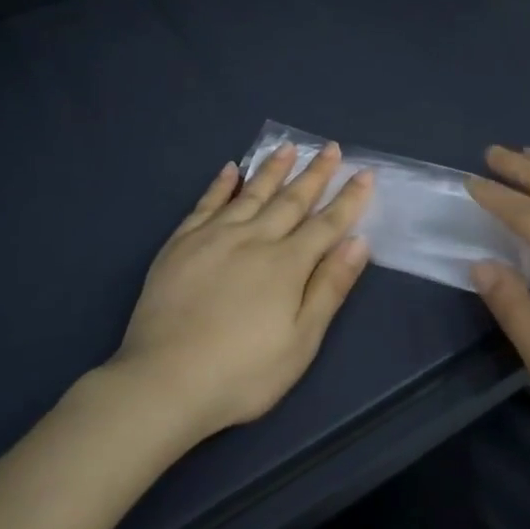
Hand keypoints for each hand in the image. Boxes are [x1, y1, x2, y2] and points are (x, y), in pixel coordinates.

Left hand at [111, 144, 373, 443]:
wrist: (165, 381)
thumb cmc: (243, 372)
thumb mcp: (301, 341)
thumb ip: (329, 287)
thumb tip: (358, 242)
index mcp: (287, 264)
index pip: (326, 224)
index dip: (348, 199)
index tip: (364, 173)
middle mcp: (253, 239)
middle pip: (290, 200)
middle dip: (314, 174)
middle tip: (331, 147)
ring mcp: (213, 237)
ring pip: (250, 193)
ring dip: (272, 169)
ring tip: (288, 146)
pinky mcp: (180, 244)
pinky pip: (206, 204)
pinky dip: (220, 185)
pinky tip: (230, 169)